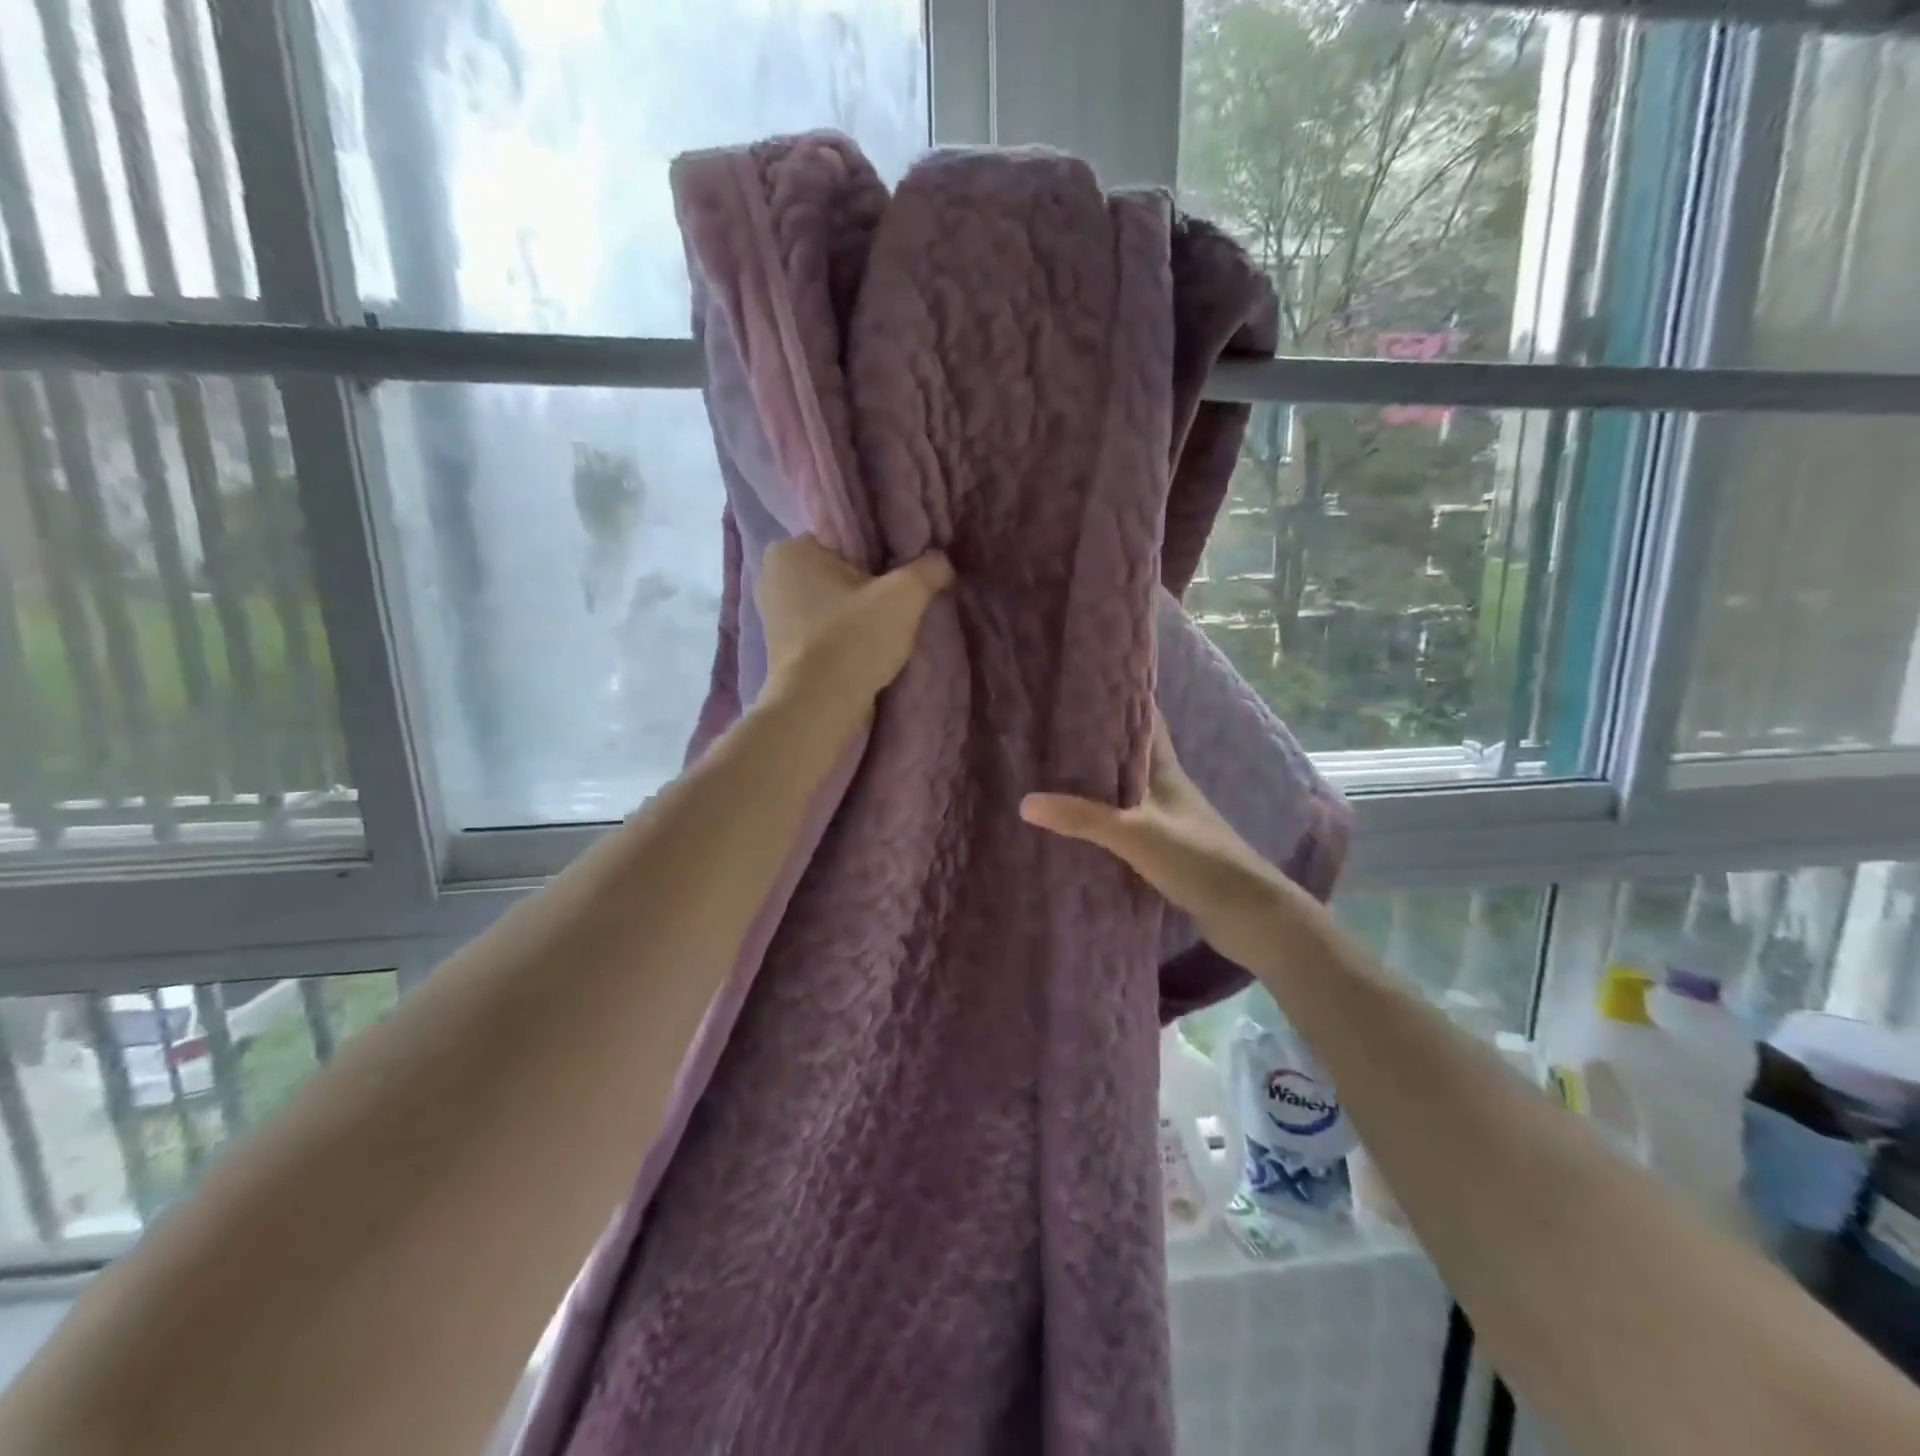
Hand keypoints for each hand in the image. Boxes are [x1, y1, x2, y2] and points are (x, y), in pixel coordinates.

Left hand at [758, 536, 953, 706]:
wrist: (817, 708)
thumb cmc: (853, 640)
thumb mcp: (904, 596)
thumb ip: (928, 569)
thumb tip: (943, 561)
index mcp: (791, 547)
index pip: (849, 534)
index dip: (884, 550)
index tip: (908, 569)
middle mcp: (774, 574)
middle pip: (842, 568)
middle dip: (872, 581)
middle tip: (905, 598)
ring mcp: (774, 613)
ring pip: (834, 599)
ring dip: (861, 609)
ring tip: (892, 623)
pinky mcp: (784, 645)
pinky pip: (825, 625)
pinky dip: (846, 630)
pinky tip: (869, 643)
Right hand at [1020, 713, 1322, 972]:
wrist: (1245, 912)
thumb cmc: (1195, 857)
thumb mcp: (1134, 833)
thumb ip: (1083, 817)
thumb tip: (1025, 802)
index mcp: (1165, 769)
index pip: (1144, 720)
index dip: (1119, 701)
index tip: (1082, 688)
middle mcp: (1165, 786)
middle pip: (1128, 754)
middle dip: (1096, 742)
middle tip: (1050, 732)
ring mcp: (1166, 818)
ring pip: (1124, 788)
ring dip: (1096, 781)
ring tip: (1052, 773)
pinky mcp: (1163, 847)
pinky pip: (1124, 821)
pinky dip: (1101, 817)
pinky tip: (1076, 823)